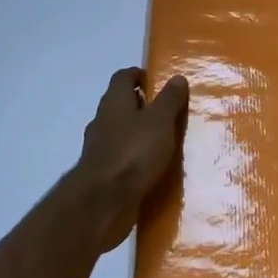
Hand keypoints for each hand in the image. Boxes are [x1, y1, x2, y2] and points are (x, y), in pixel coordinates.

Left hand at [66, 67, 189, 251]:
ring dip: (139, 134)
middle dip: (143, 105)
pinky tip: (153, 168)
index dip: (139, 75)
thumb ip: (169, 99)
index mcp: (114, 101)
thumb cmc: (134, 152)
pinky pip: (122, 157)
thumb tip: (177, 78)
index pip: (123, 77)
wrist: (104, 202)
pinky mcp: (102, 173)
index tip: (158, 82)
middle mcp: (103, 120)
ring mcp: (100, 148)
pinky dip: (135, 158)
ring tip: (166, 142)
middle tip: (169, 113)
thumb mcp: (160, 121)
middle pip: (121, 104)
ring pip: (121, 132)